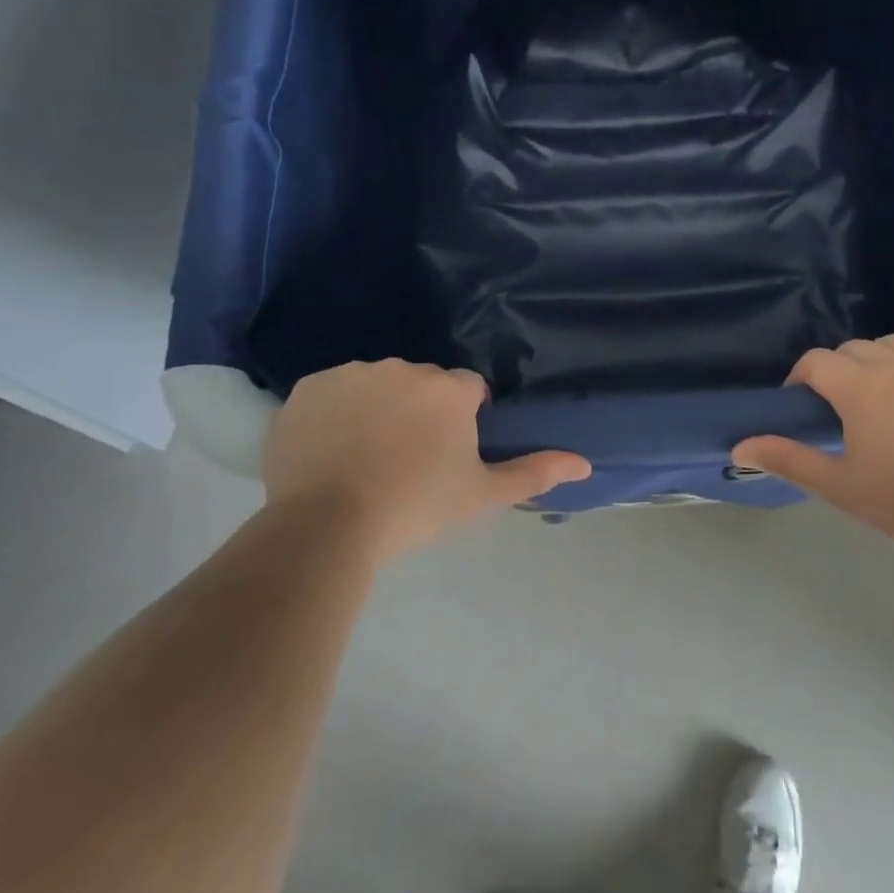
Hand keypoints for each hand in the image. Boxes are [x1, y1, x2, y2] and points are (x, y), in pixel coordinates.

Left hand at [263, 361, 589, 562]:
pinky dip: (337, 414)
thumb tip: (585, 463)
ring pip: (377, 385)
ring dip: (380, 409)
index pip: (469, 390)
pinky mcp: (308, 387)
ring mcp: (352, 373)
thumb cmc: (417, 507)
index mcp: (448, 389)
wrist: (327, 524)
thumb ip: (535, 472)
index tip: (450, 454)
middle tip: (409, 461)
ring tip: (366, 459)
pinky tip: (332, 451)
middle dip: (422, 411)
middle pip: (422, 384)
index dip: (465, 420)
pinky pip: (334, 393)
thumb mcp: (482, 495)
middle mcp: (402, 368)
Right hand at [733, 334, 893, 552]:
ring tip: (888, 392)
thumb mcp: (839, 486)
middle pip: (855, 349)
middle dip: (841, 371)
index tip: (804, 404)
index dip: (802, 378)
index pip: (816, 362)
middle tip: (845, 407)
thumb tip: (739, 446)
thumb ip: (788, 459)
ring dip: (883, 360)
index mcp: (859, 387)